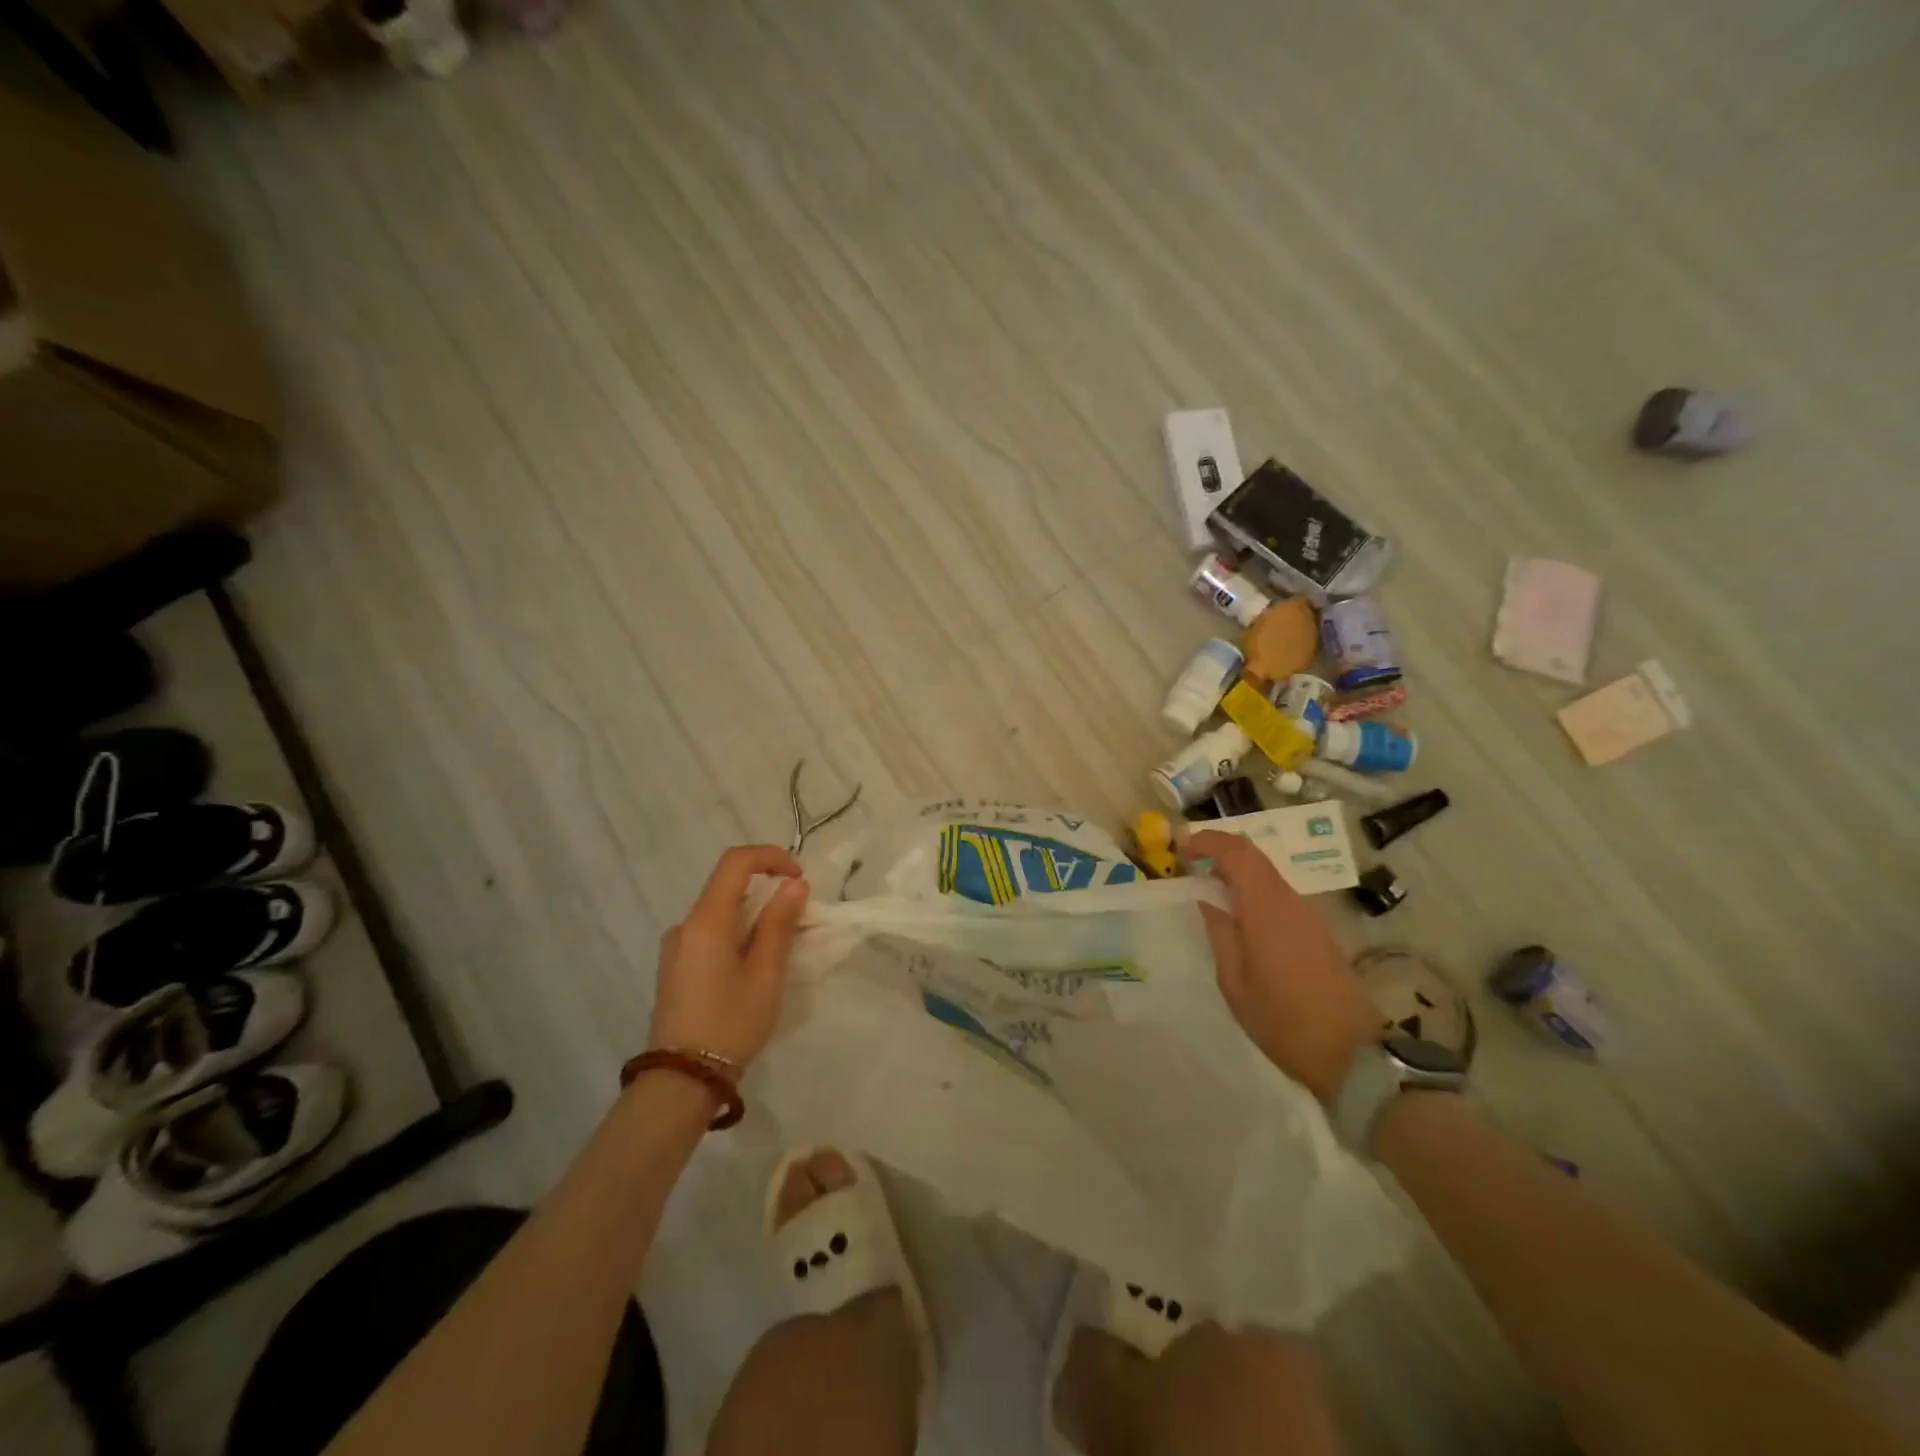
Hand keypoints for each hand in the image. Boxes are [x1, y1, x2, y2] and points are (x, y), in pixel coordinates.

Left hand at [649, 845, 809, 1066]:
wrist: (681, 1081)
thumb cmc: (730, 1023)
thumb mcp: (766, 973)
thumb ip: (779, 924)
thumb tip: (794, 884)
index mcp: (706, 921)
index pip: (735, 862)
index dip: (770, 857)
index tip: (799, 877)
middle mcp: (685, 925)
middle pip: (727, 885)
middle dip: (766, 889)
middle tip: (798, 916)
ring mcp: (676, 947)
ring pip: (719, 911)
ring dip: (752, 913)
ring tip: (780, 945)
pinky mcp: (675, 967)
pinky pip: (710, 932)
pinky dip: (737, 932)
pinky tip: (753, 964)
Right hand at [1182, 830, 1377, 1104]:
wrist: (1350, 1053)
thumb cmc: (1281, 1019)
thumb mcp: (1234, 979)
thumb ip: (1220, 930)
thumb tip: (1206, 896)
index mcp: (1266, 907)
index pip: (1236, 852)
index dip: (1206, 840)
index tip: (1178, 845)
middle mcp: (1290, 900)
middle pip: (1253, 856)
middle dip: (1218, 852)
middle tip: (1188, 864)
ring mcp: (1308, 914)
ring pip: (1266, 875)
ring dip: (1235, 872)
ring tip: (1206, 891)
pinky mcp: (1317, 930)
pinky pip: (1277, 894)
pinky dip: (1251, 891)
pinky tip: (1237, 916)